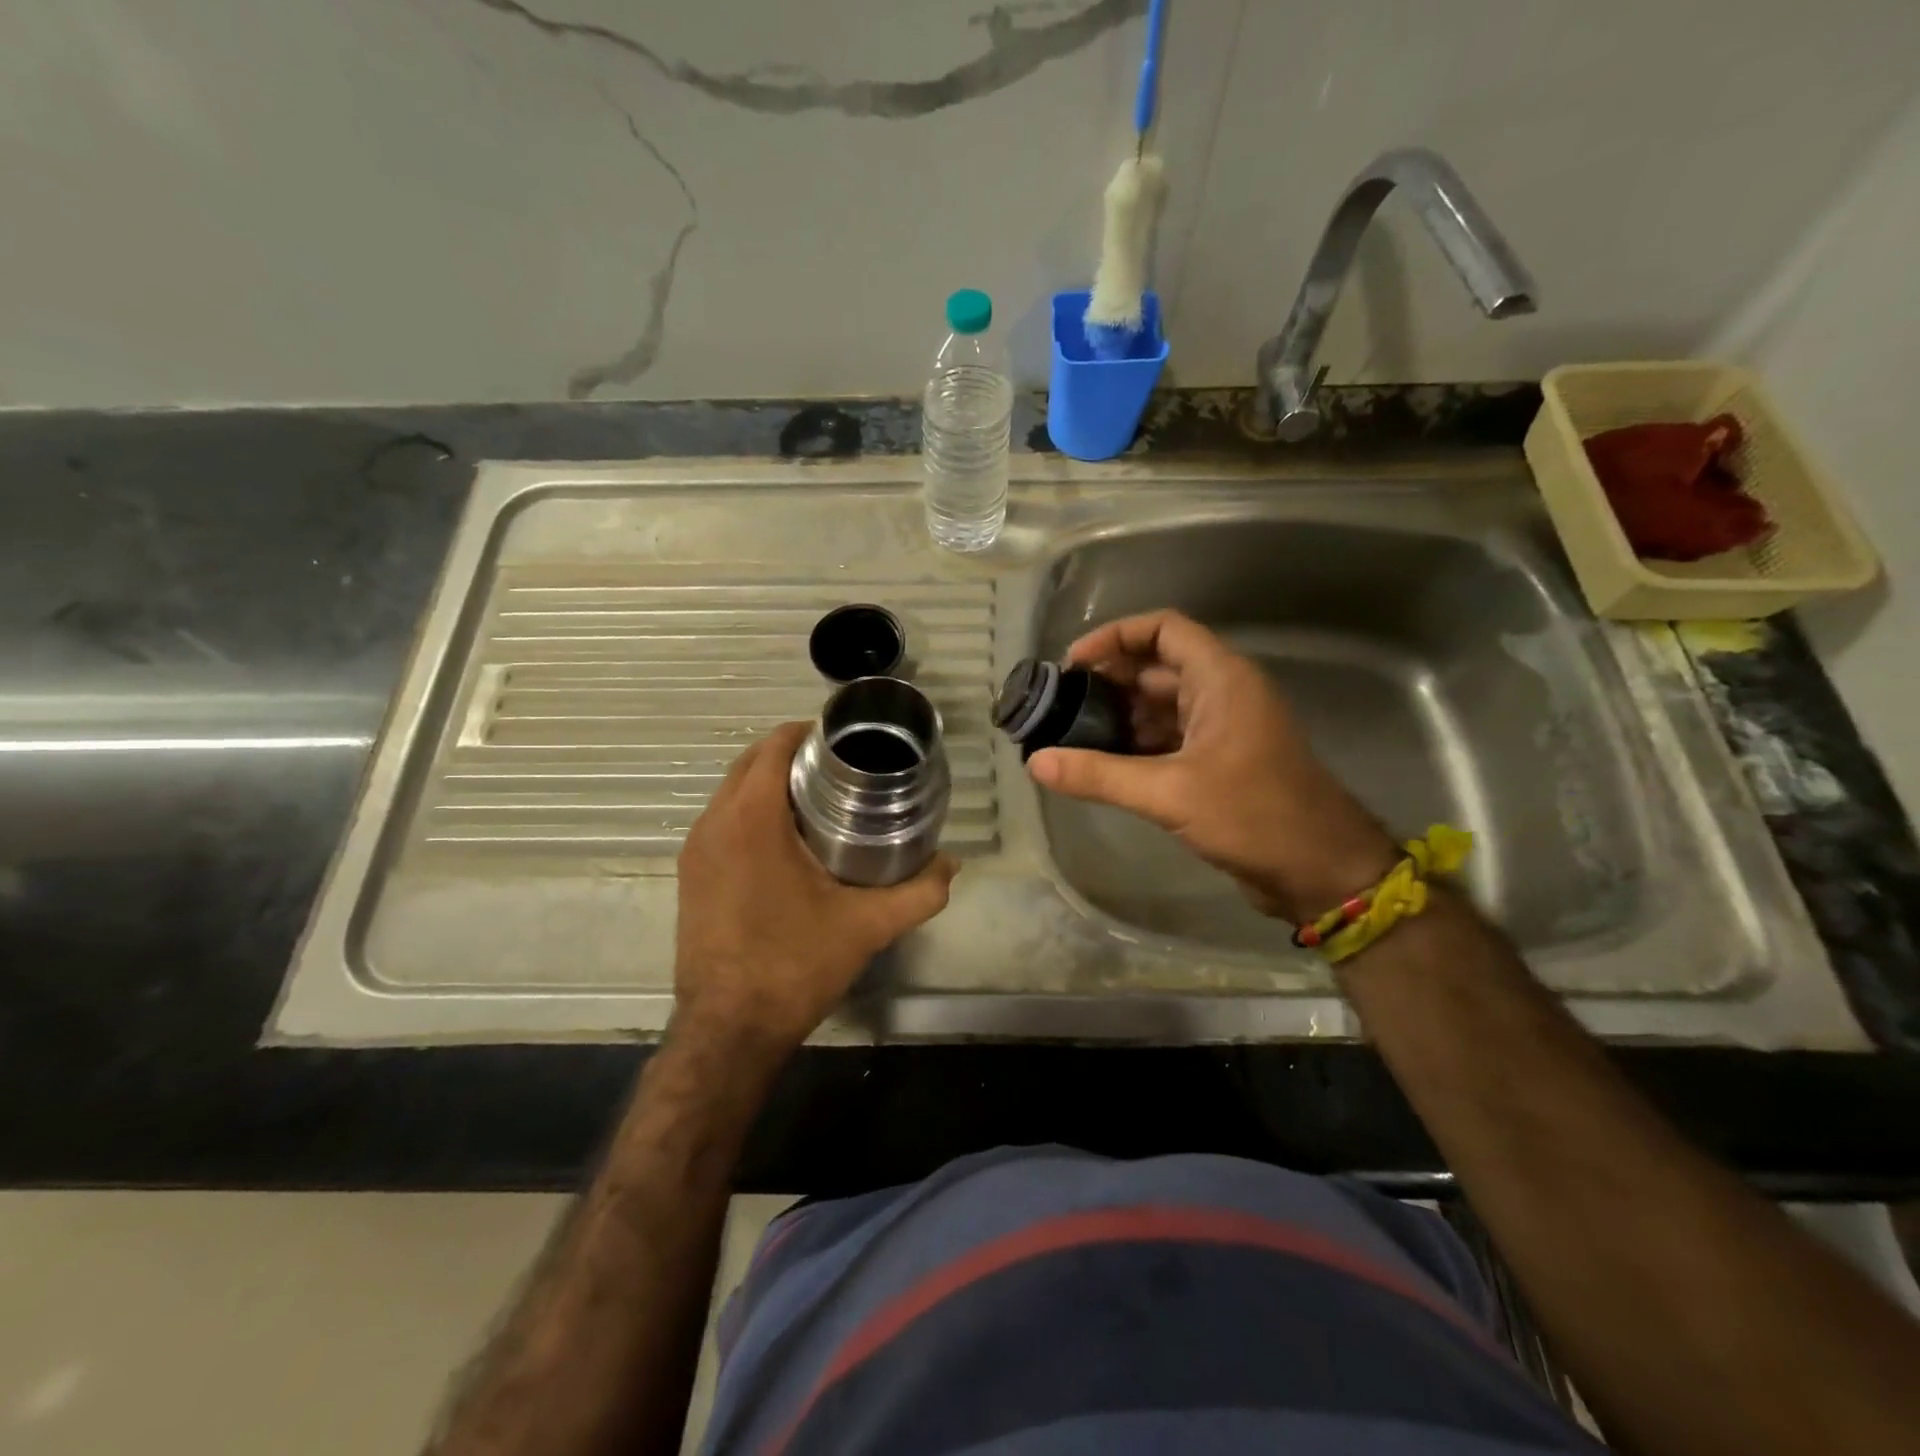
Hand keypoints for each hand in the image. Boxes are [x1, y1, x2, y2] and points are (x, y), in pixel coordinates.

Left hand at [673, 721, 956, 1055]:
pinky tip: (788, 840)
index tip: (847, 742)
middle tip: (842, 769)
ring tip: (820, 798)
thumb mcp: (867, 926)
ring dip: (769, 783)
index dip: (810, 733)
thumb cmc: (794, 965)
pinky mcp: (690, 875)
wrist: (728, 1030)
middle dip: (792, 754)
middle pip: (750, 762)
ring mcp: (695, 850)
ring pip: (732, 791)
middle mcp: (714, 823)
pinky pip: (722, 821)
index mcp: (750, 818)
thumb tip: (952, 865)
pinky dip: (751, 811)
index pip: (774, 745)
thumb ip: (918, 892)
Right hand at [1028, 609, 1397, 922]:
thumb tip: (1036, 763)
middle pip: (1157, 667)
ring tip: (1070, 734)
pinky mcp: (1220, 762)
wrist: (1320, 870)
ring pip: (1161, 705)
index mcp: (1221, 679)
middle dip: (1108, 680)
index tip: (1073, 663)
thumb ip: (1099, 775)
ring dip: (1120, 715)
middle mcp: (1222, 693)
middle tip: (1059, 703)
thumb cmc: (1253, 815)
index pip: (1164, 629)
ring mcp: (1222, 729)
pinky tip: (1102, 764)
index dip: (1116, 636)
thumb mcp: (1169, 792)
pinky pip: (1170, 738)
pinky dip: (1136, 744)